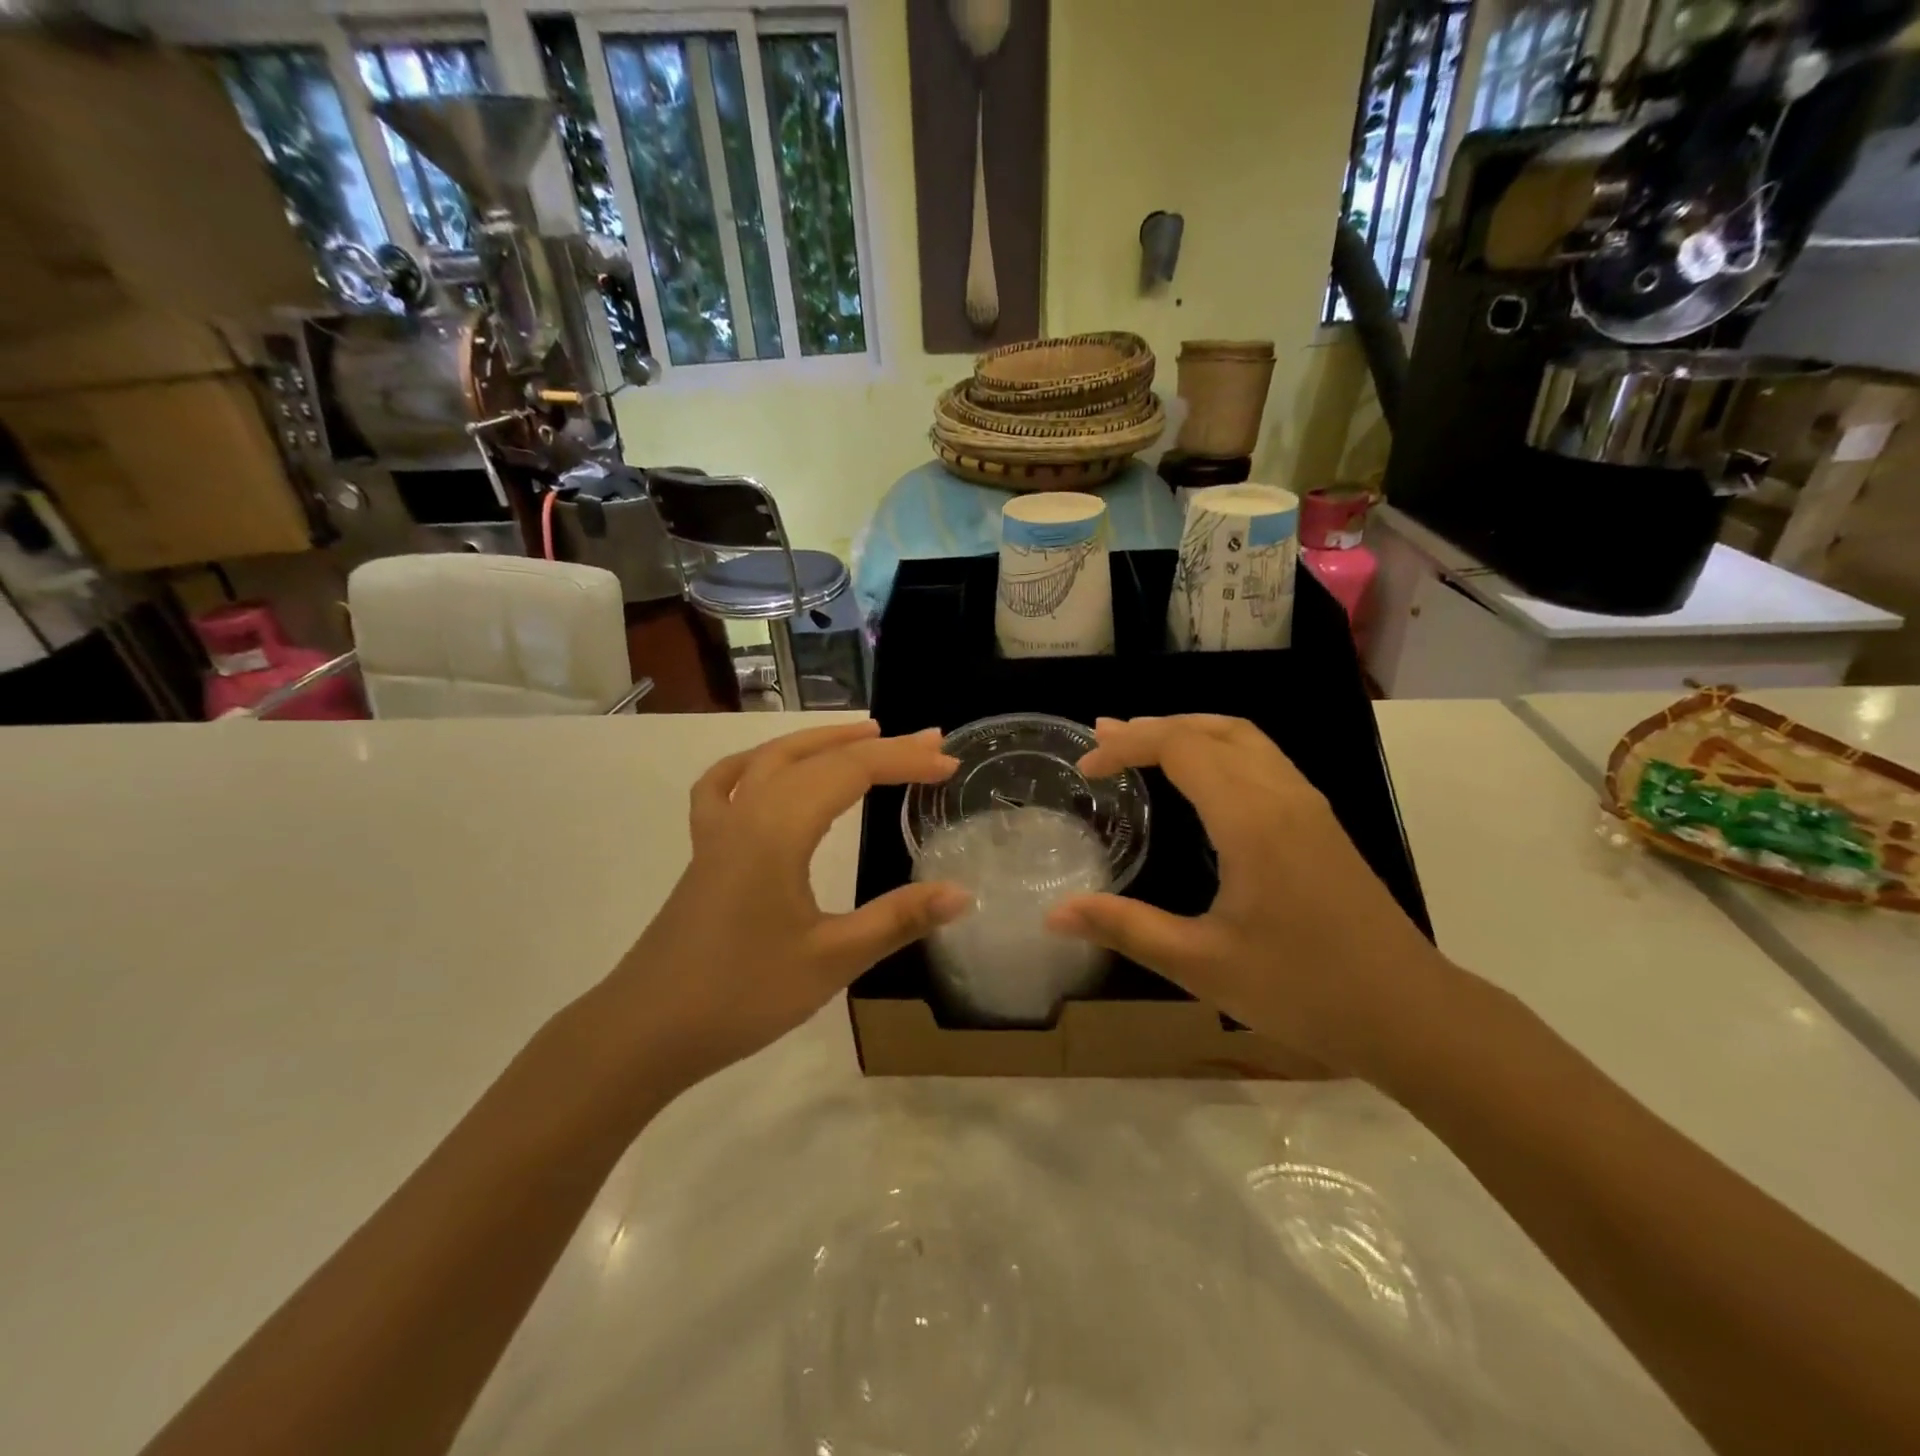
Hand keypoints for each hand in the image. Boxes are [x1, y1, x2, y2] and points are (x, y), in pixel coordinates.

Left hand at [594, 721, 968, 1097]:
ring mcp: (719, 828)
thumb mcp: (831, 960)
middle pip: (819, 758)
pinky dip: (754, 763)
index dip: (904, 761)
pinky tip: (767, 768)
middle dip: (878, 745)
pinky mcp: (704, 850)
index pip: (852, 772)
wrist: (646, 1030)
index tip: (949, 763)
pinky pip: (725, 784)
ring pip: (772, 759)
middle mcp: (748, 812)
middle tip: (928, 741)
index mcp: (779, 829)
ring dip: (821, 741)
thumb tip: (963, 893)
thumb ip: (898, 920)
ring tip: (864, 734)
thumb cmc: (742, 994)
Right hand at [1046, 715, 1451, 1072]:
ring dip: (1189, 731)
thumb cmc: (1303, 990)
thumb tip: (1053, 914)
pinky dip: (1219, 748)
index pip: (1180, 747)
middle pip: (1212, 729)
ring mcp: (1308, 805)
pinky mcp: (1321, 823)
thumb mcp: (1201, 964)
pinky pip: (1263, 758)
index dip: (1127, 745)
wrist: (1411, 1014)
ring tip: (1144, 744)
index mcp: (1251, 819)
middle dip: (1153, 727)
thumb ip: (1125, 928)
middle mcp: (1282, 795)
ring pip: (1244, 737)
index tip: (1086, 766)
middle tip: (1103, 739)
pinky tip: (1202, 780)